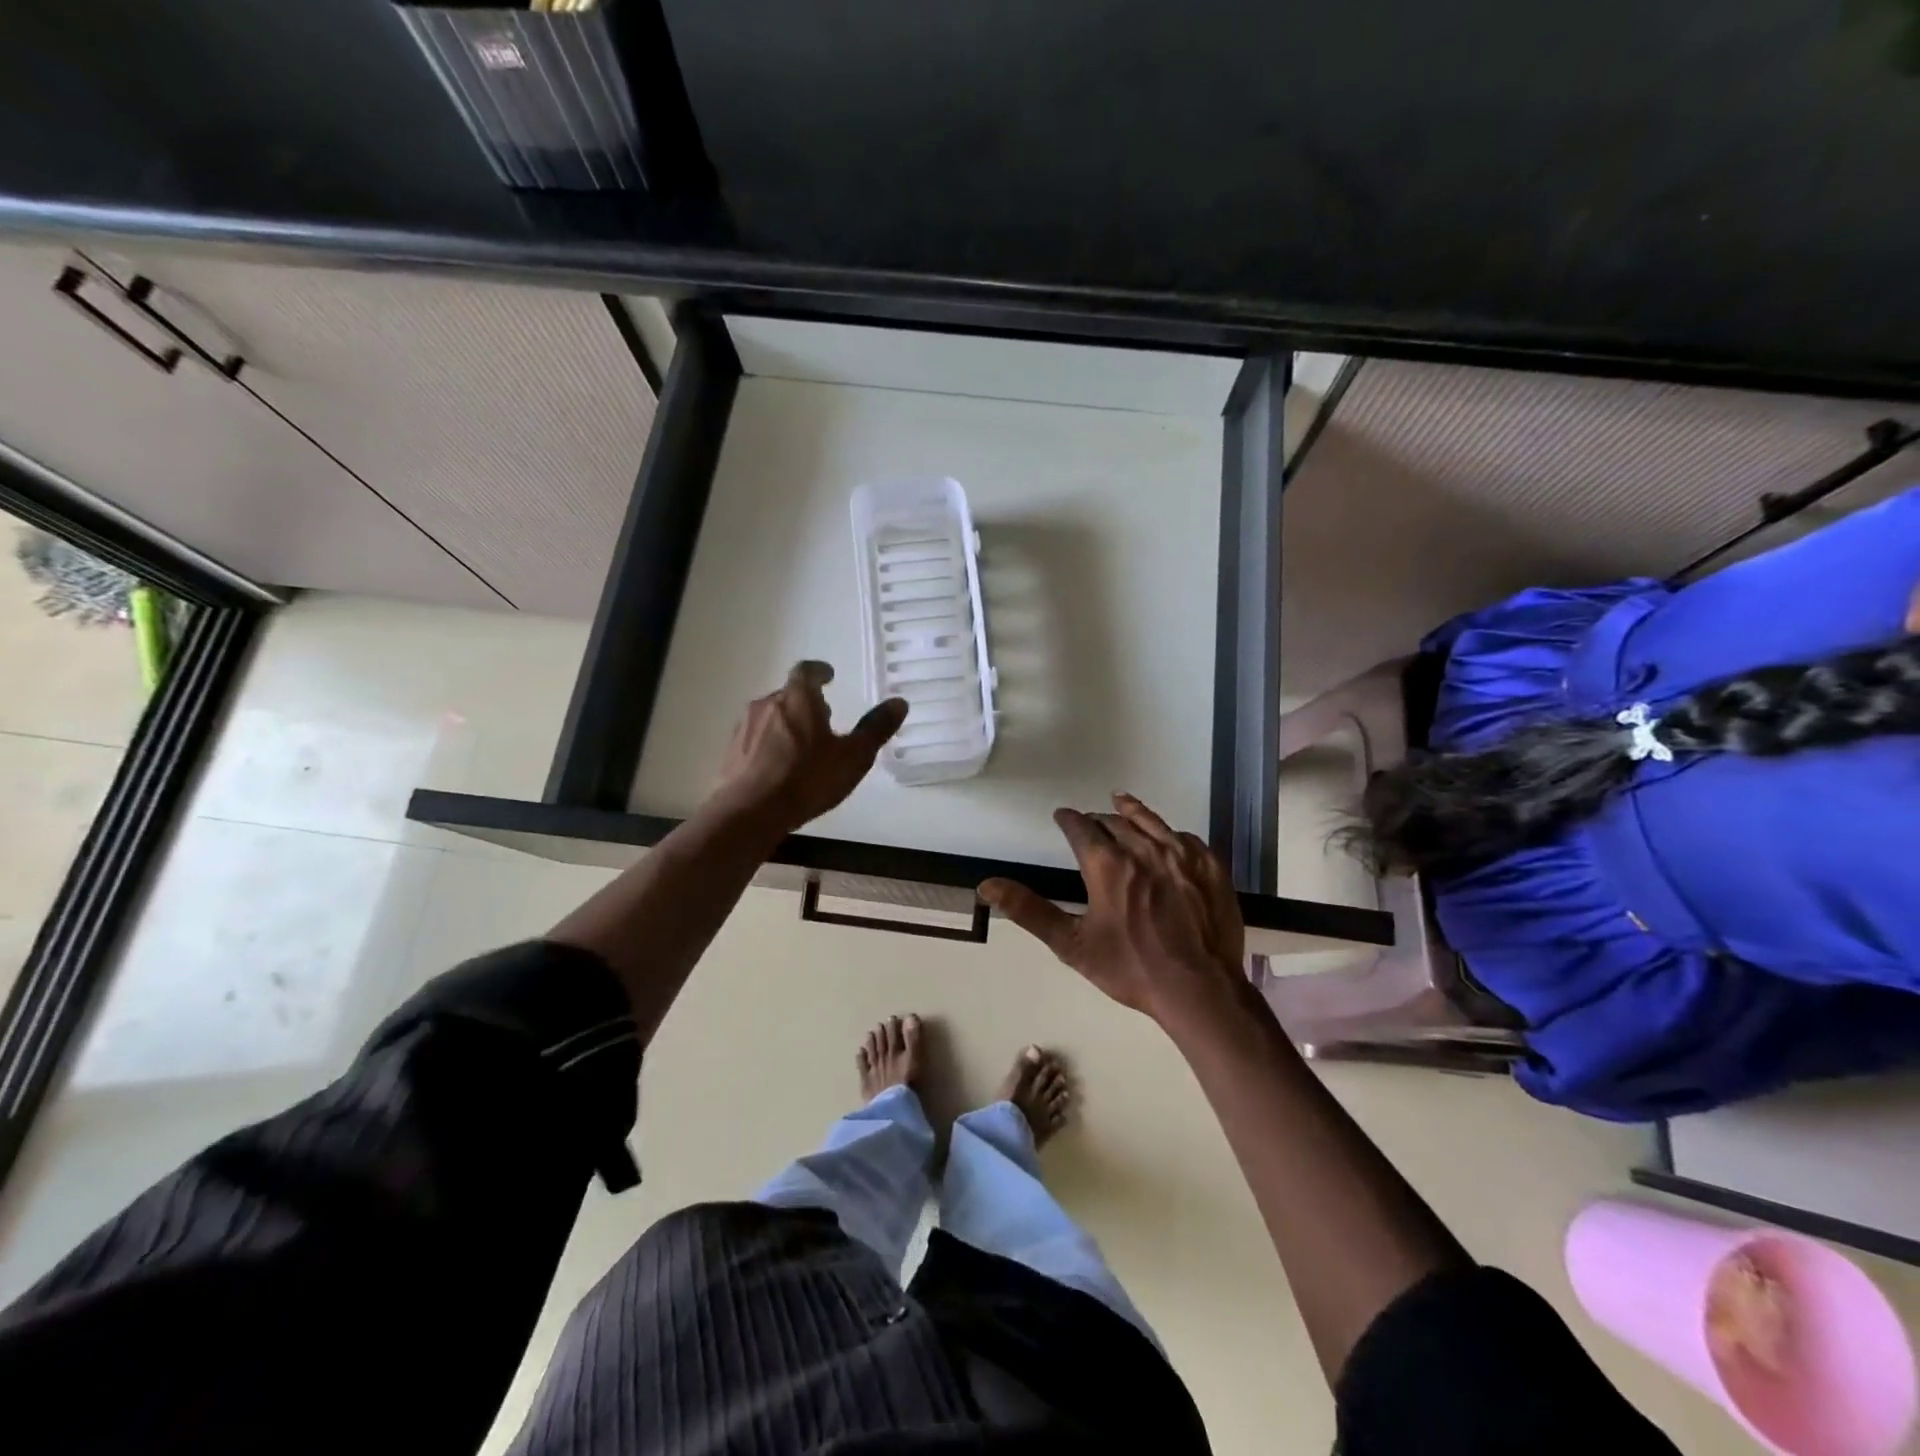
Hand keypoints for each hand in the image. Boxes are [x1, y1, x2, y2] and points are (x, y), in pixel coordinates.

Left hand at [712, 661, 907, 831]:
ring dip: (787, 724)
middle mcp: (767, 704)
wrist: (750, 812)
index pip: (807, 670)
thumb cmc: (807, 779)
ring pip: (771, 716)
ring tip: (804, 747)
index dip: (819, 671)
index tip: (829, 676)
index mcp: (798, 698)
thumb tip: (899, 702)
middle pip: (788, 694)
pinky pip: (756, 739)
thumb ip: (875, 728)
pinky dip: (770, 745)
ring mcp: (745, 727)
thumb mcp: (853, 756)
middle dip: (806, 702)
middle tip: (824, 719)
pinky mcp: (731, 752)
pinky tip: (781, 768)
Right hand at [981, 793, 1248, 1024]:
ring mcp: (1181, 856)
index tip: (1061, 816)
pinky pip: (1185, 838)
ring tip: (1121, 802)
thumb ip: (1029, 910)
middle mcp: (1144, 850)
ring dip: (1132, 812)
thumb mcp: (1071, 944)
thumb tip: (986, 885)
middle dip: (1098, 820)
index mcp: (1108, 866)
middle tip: (1090, 823)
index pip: (1081, 829)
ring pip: (1151, 822)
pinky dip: (1169, 832)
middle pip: (1116, 823)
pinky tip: (1167, 836)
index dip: (1068, 820)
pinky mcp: (1209, 867)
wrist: (1199, 989)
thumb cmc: (1131, 968)